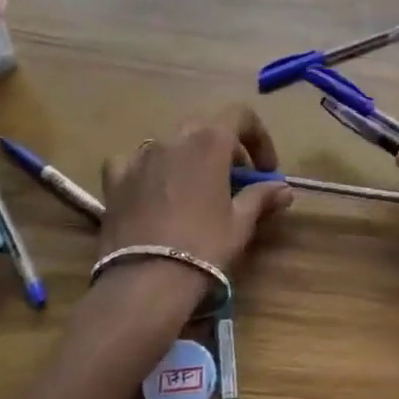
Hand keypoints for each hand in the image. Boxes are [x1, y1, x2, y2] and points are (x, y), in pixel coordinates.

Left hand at [99, 105, 292, 277]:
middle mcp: (174, 139)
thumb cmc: (203, 247)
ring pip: (170, 144)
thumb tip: (283, 189)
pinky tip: (150, 190)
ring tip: (194, 190)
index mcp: (210, 142)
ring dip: (187, 158)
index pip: (240, 116)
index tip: (264, 170)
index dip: (258, 137)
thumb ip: (261, 197)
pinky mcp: (115, 180)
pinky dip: (147, 170)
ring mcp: (140, 157)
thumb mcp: (240, 224)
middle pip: (205, 128)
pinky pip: (133, 162)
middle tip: (234, 180)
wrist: (144, 282)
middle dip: (225, 148)